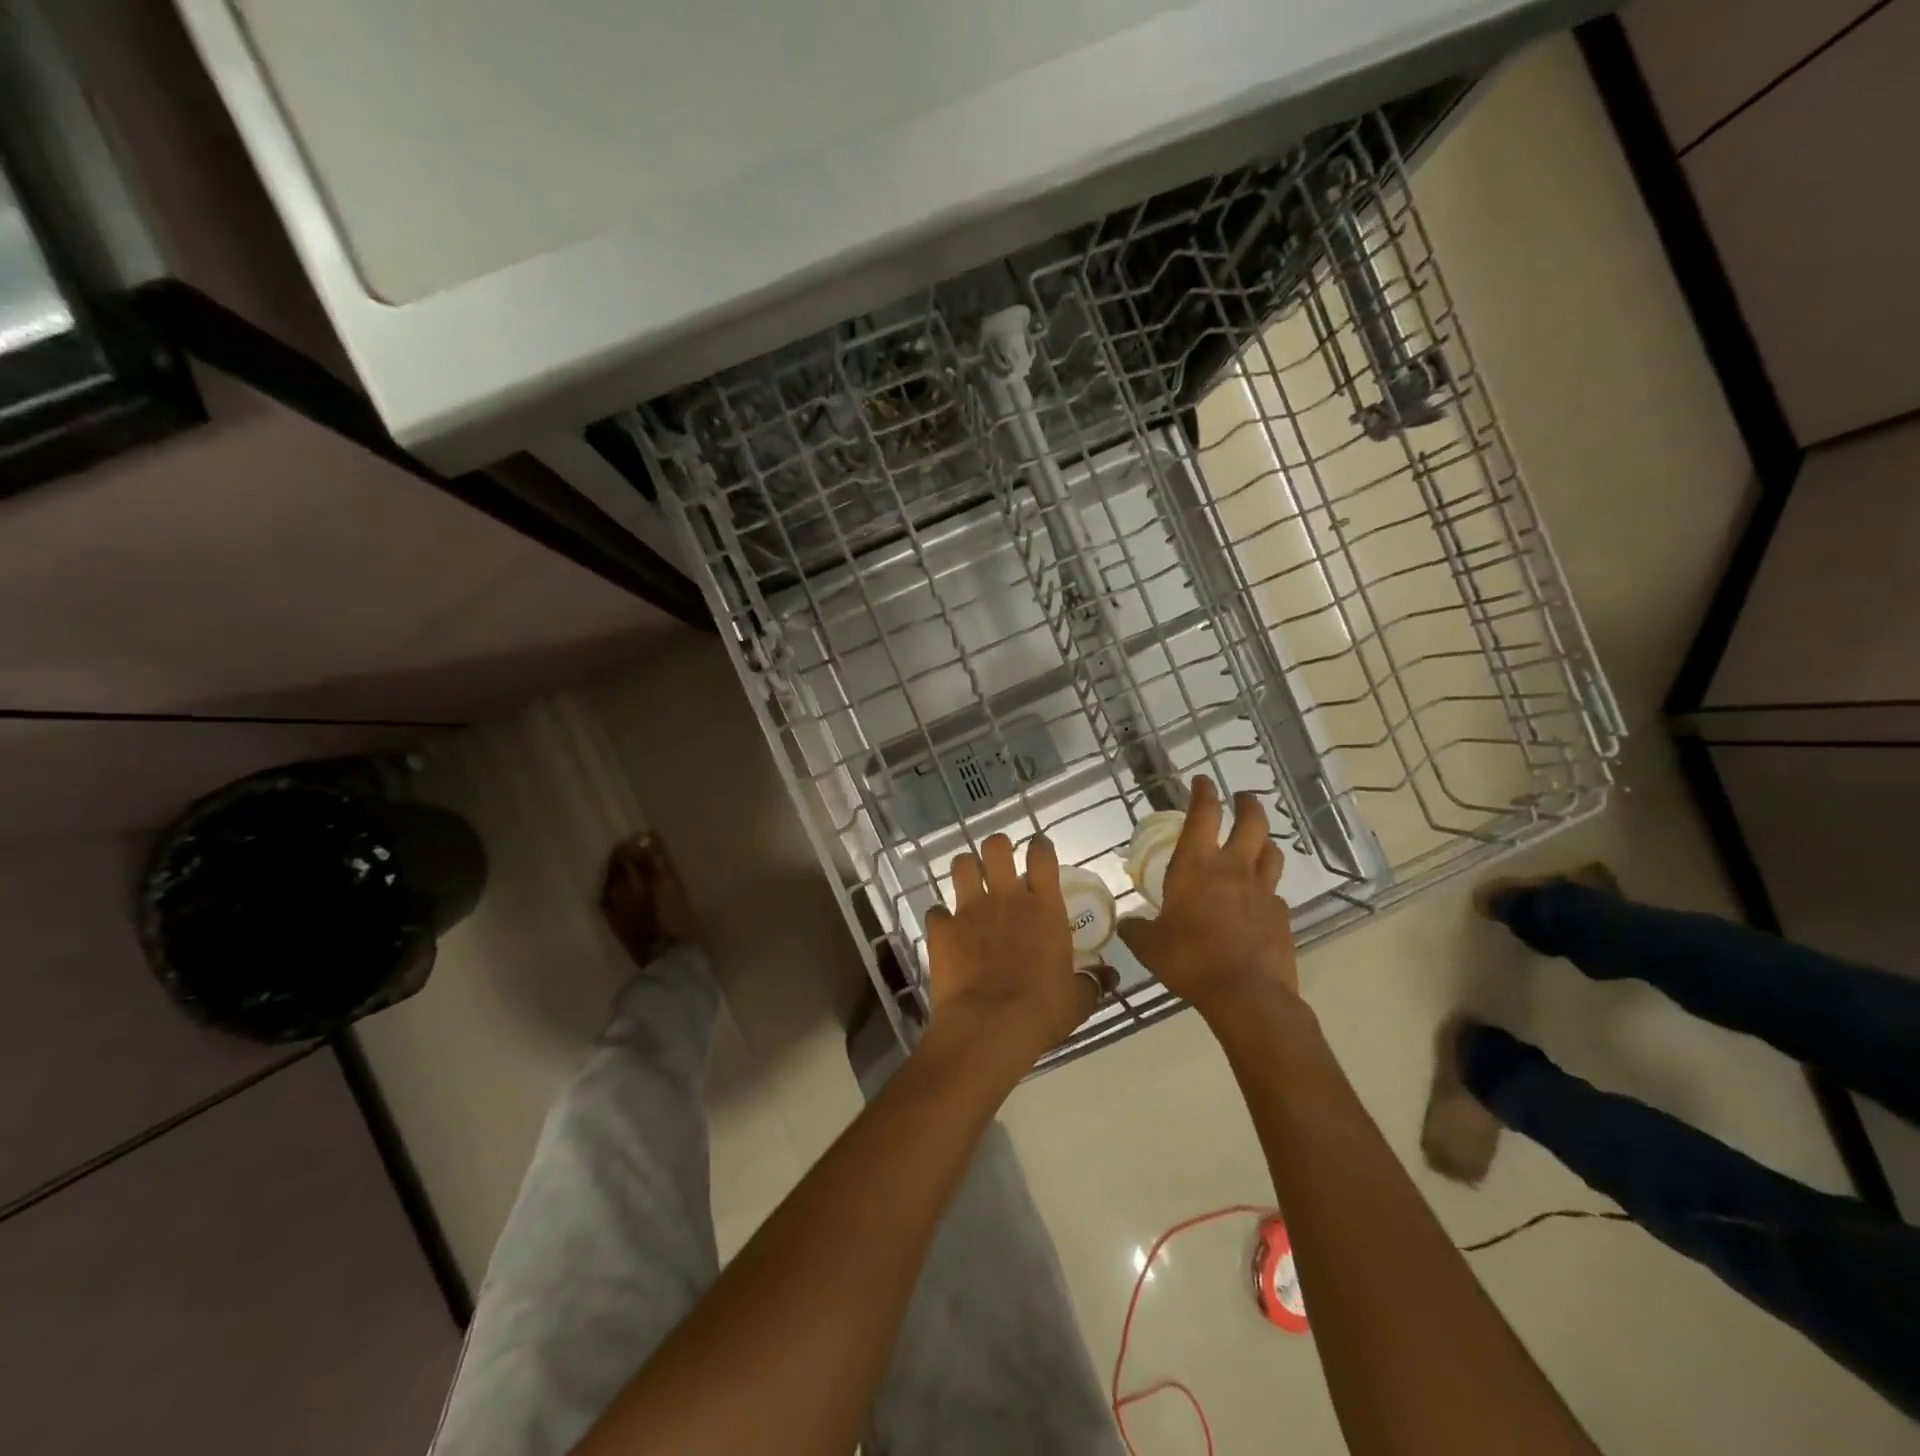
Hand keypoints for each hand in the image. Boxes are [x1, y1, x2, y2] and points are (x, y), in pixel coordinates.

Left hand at [924, 833, 1107, 1066]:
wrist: (989, 1026)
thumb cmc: (1042, 1010)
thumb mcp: (1078, 999)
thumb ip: (1092, 981)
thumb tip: (1109, 976)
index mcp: (1044, 906)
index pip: (1042, 856)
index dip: (1040, 847)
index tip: (1038, 849)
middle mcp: (1006, 897)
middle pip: (996, 847)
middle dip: (997, 848)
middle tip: (999, 862)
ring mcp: (969, 909)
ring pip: (961, 865)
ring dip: (966, 869)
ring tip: (970, 881)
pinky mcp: (941, 928)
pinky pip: (936, 911)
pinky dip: (940, 918)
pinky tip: (945, 928)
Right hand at [1116, 776, 1297, 1014]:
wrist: (1246, 994)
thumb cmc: (1189, 959)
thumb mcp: (1149, 945)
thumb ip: (1136, 929)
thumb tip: (1126, 924)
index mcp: (1196, 865)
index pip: (1203, 814)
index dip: (1203, 792)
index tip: (1202, 781)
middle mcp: (1233, 868)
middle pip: (1252, 822)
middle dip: (1247, 804)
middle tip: (1242, 798)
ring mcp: (1263, 891)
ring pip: (1271, 852)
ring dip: (1264, 841)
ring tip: (1257, 841)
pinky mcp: (1281, 916)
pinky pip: (1275, 893)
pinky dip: (1267, 888)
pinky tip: (1259, 899)